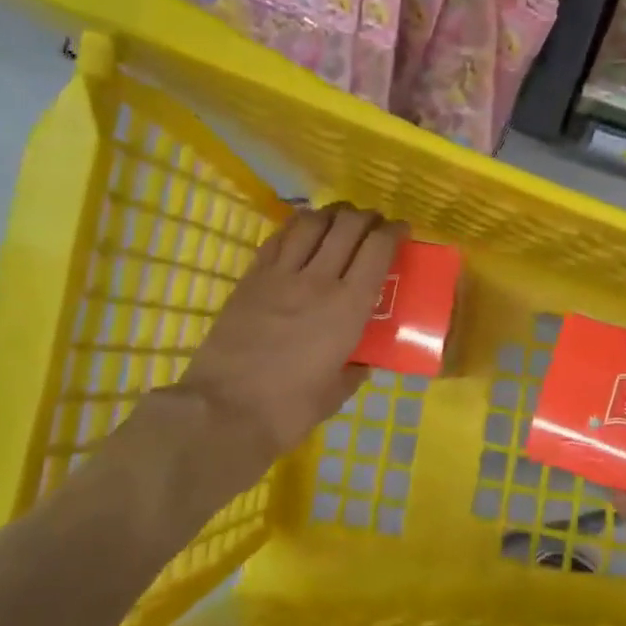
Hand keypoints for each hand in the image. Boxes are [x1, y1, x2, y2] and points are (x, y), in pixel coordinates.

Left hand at [173, 203, 404, 468]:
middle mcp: (318, 280)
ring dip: (331, 214)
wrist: (224, 410)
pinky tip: (302, 232)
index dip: (393, 232)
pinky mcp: (250, 278)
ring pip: (311, 223)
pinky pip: (278, 238)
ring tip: (339, 220)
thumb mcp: (335, 394)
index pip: (377, 250)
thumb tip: (361, 361)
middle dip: (366, 217)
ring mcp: (280, 275)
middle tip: (373, 224)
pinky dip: (297, 227)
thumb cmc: (288, 409)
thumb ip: (354, 371)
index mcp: (348, 307)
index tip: (401, 230)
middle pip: (347, 226)